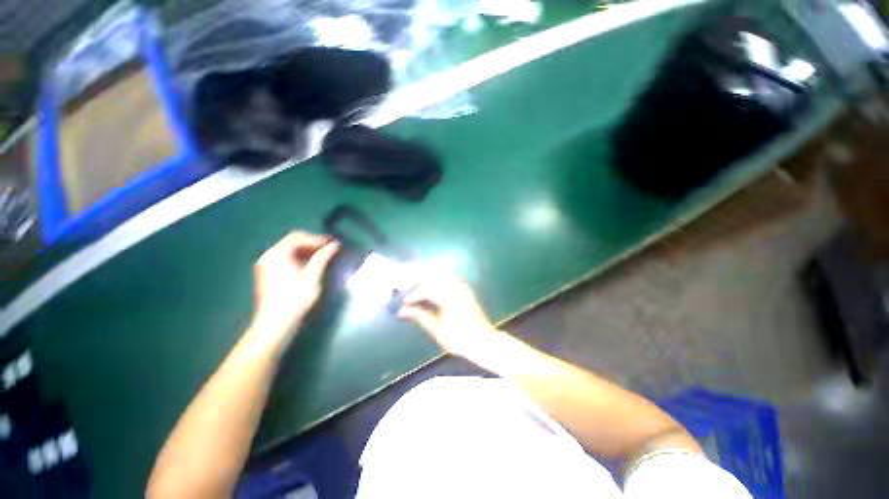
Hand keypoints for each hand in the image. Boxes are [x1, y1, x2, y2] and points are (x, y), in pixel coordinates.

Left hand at [249, 231, 339, 346]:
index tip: (333, 243)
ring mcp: (266, 265)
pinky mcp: (268, 273)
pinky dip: (299, 258)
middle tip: (330, 249)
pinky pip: (285, 258)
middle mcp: (269, 255)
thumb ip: (323, 257)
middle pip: (292, 242)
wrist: (275, 324)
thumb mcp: (312, 277)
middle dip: (312, 243)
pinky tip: (311, 264)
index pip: (298, 237)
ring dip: (307, 251)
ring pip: (289, 250)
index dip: (317, 239)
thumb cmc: (295, 299)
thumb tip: (335, 244)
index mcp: (277, 254)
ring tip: (324, 256)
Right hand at [397, 274, 501, 359]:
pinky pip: (449, 281)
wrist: (483, 341)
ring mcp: (462, 286)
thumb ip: (419, 315)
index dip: (413, 295)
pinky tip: (434, 295)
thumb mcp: (436, 328)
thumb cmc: (458, 337)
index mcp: (447, 294)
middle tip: (410, 296)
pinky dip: (439, 285)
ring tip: (420, 296)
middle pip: (433, 279)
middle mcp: (455, 286)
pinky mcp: (466, 290)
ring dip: (429, 284)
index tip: (404, 303)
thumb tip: (402, 311)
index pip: (425, 289)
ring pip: (441, 278)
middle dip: (420, 286)